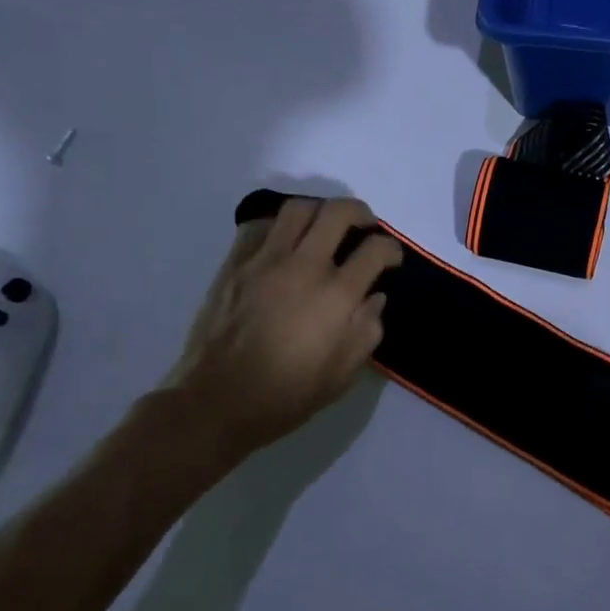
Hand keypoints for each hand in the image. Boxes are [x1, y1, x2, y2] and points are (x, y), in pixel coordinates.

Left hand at [161, 197, 401, 469]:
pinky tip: (284, 243)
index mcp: (337, 294)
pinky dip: (278, 226)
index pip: (376, 249)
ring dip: (319, 211)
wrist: (217, 402)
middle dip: (361, 213)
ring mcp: (265, 261)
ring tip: (324, 227)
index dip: (392, 249)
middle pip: (339, 212)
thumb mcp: (345, 373)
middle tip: (365, 227)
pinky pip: (258, 226)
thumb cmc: (288, 393)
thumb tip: (374, 297)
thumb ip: (368, 328)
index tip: (392, 260)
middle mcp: (304, 266)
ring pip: (298, 208)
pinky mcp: (235, 265)